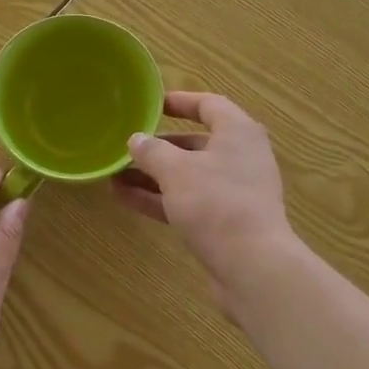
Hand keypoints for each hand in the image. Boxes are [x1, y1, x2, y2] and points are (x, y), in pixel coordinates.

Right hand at [112, 91, 296, 312]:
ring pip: (189, 175)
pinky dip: (161, 198)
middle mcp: (240, 157)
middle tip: (126, 147)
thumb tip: (136, 139)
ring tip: (115, 175)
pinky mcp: (226, 221)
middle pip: (196, 143)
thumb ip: (152, 151)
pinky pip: (189, 201)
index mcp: (238, 132)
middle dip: (158, 146)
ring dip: (154, 175)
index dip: (179, 101)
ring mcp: (234, 191)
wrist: (253, 267)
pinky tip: (127, 199)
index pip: (208, 104)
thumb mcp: (176, 171)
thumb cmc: (216, 203)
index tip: (151, 104)